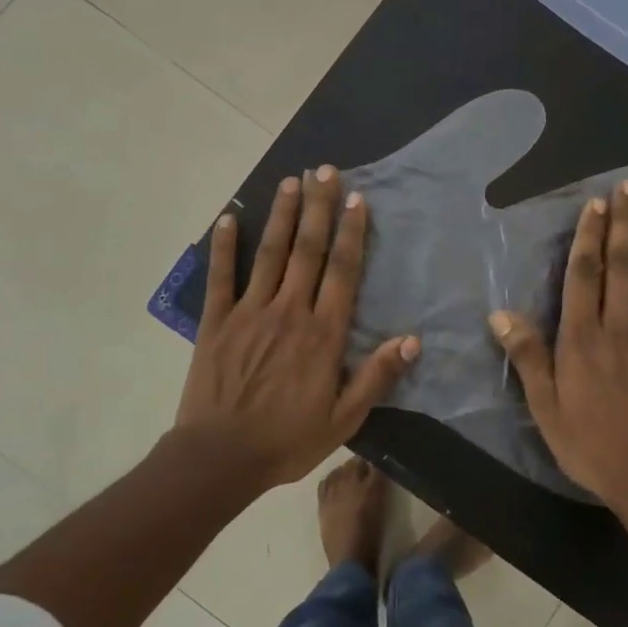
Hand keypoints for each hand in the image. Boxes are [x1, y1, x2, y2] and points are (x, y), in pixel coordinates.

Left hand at [174, 166, 419, 489]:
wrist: (220, 457)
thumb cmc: (287, 440)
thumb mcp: (343, 419)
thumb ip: (376, 377)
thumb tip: (411, 340)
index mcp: (323, 333)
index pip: (343, 271)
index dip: (352, 232)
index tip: (356, 198)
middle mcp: (289, 311)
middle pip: (307, 249)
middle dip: (318, 207)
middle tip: (324, 170)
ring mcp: (249, 312)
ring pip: (269, 252)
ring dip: (281, 214)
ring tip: (291, 180)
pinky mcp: (216, 321)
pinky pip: (221, 276)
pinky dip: (223, 245)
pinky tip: (228, 218)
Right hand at [487, 180, 627, 514]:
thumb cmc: (591, 444)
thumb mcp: (545, 407)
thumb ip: (529, 357)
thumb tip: (501, 315)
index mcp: (583, 338)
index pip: (584, 275)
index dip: (589, 236)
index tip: (594, 204)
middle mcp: (621, 326)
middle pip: (621, 265)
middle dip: (623, 224)